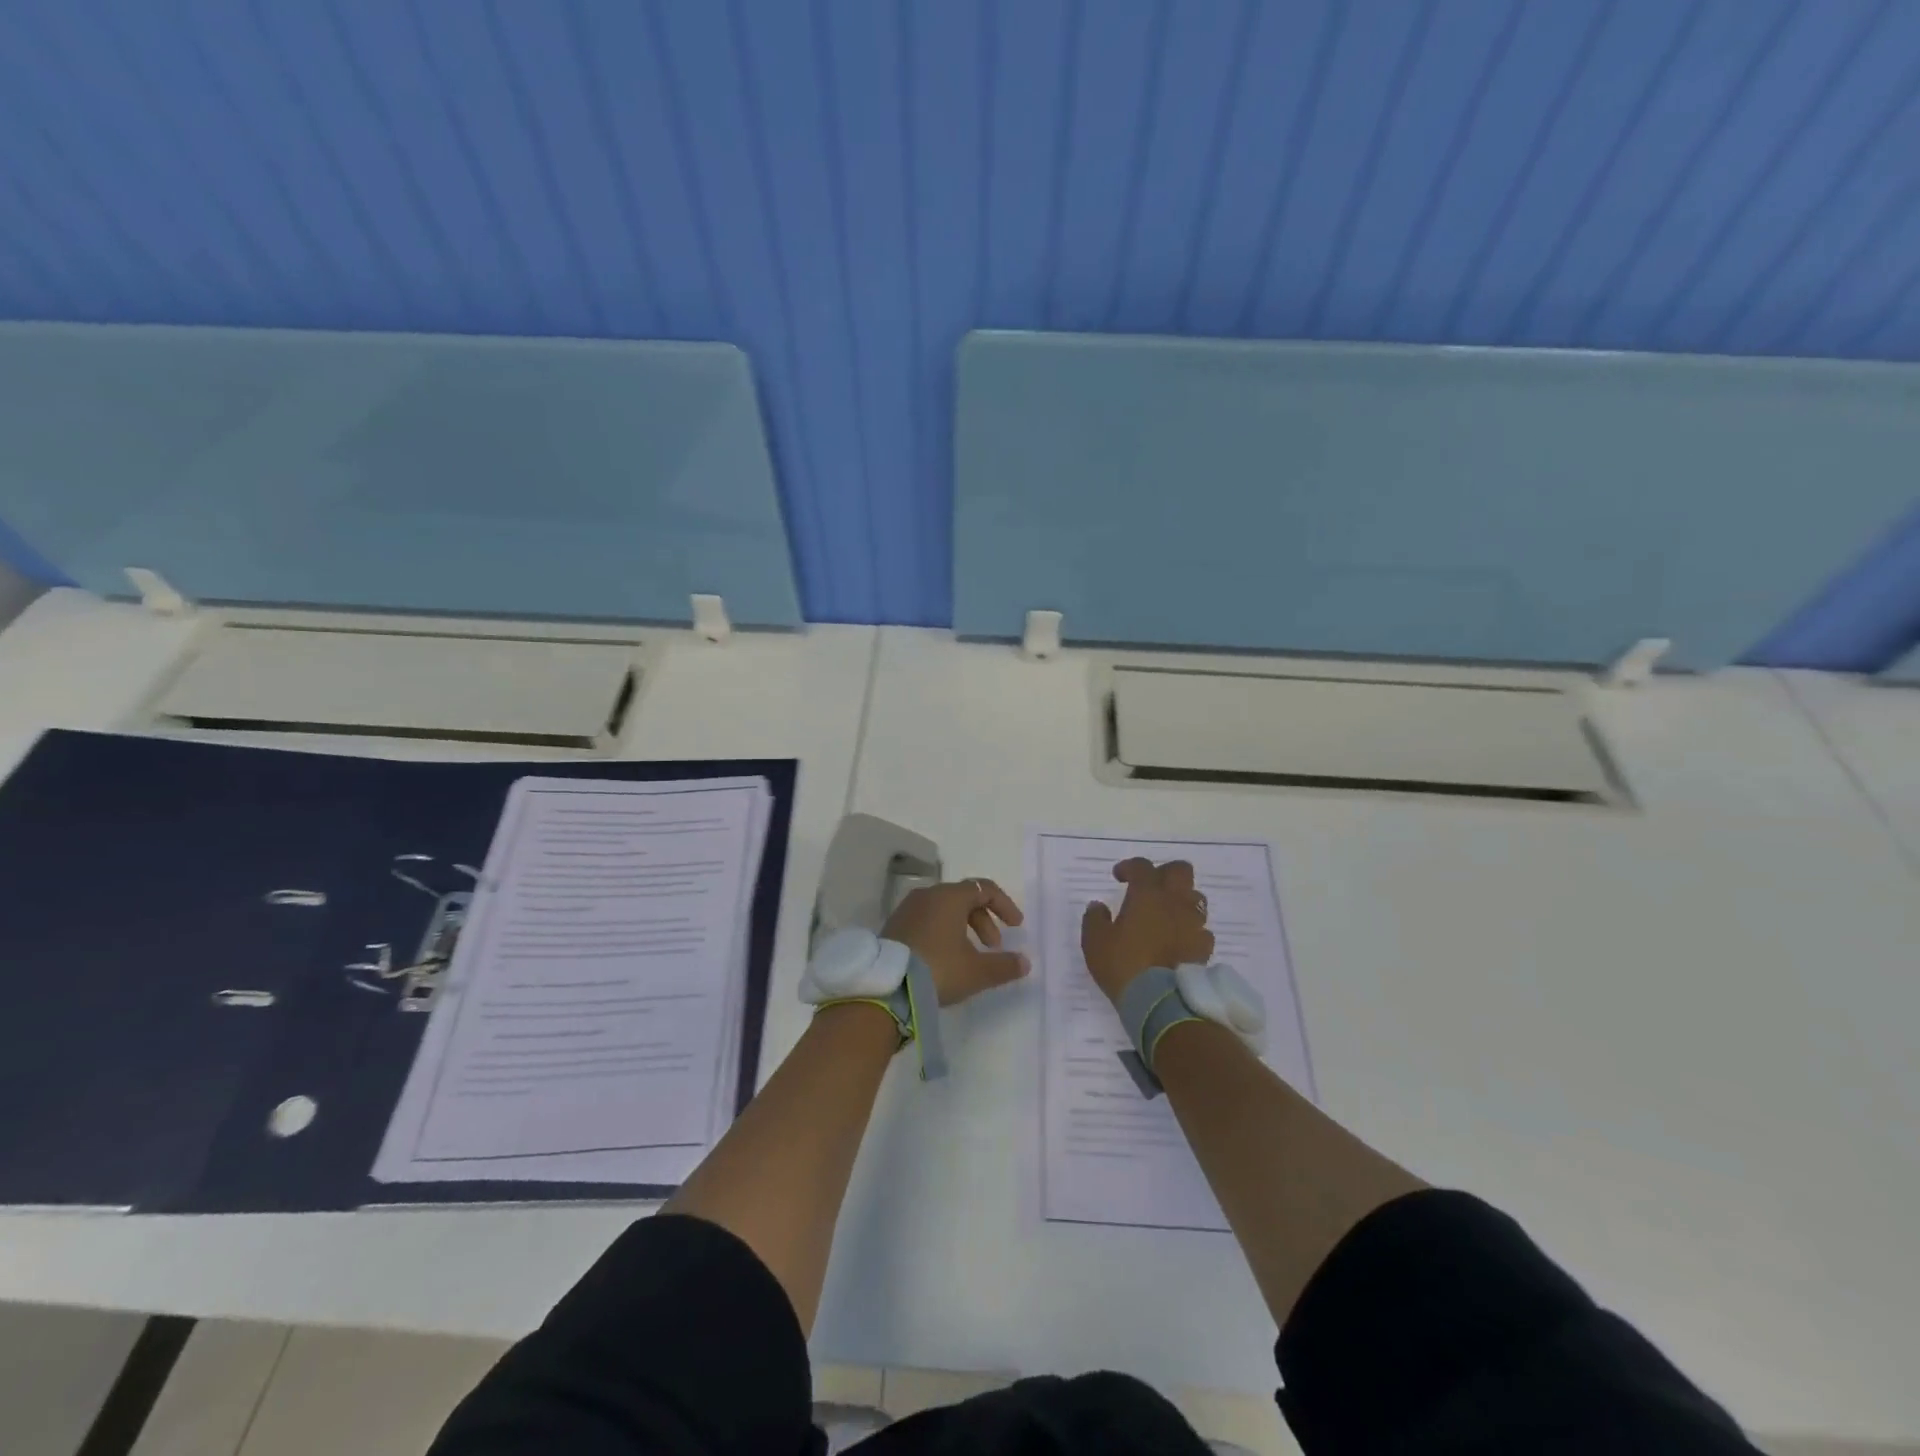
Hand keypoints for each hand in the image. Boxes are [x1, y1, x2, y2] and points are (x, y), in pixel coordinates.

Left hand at [883, 878, 1028, 1006]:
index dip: (1004, 905)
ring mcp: (908, 908)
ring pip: (944, 909)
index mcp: (949, 897)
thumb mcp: (976, 971)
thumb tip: (1025, 962)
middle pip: (964, 898)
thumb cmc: (938, 969)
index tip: (1016, 926)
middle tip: (993, 947)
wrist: (885, 986)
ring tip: (970, 955)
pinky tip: (944, 958)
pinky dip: (943, 931)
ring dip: (964, 927)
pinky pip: (927, 919)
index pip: (985, 888)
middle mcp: (928, 895)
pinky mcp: (894, 925)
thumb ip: (1004, 965)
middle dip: (984, 921)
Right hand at [1080, 858, 1214, 1005]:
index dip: (1129, 867)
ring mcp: (1193, 924)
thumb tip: (1098, 906)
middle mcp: (1174, 902)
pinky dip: (1191, 929)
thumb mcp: (1095, 942)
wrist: (1160, 1001)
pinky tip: (1179, 940)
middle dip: (1165, 872)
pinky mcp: (1204, 947)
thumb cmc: (1123, 965)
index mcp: (1147, 895)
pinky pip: (1202, 929)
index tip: (1118, 877)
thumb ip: (1094, 918)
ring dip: (1181, 900)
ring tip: (1166, 913)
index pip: (1142, 866)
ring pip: (1195, 897)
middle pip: (1180, 870)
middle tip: (1150, 886)